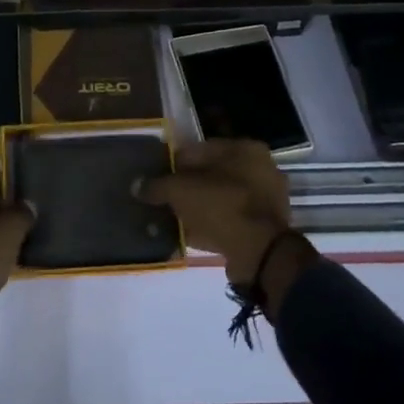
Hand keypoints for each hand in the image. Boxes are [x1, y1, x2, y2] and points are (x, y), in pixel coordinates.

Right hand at [138, 139, 294, 284]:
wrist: (261, 254)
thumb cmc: (222, 207)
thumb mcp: (180, 191)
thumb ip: (157, 185)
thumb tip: (137, 185)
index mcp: (245, 148)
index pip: (200, 149)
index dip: (175, 163)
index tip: (158, 179)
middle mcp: (261, 168)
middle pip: (212, 174)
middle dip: (188, 187)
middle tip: (166, 200)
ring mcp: (267, 199)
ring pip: (221, 198)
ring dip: (199, 208)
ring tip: (175, 220)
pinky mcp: (266, 227)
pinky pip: (230, 219)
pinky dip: (212, 225)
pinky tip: (191, 235)